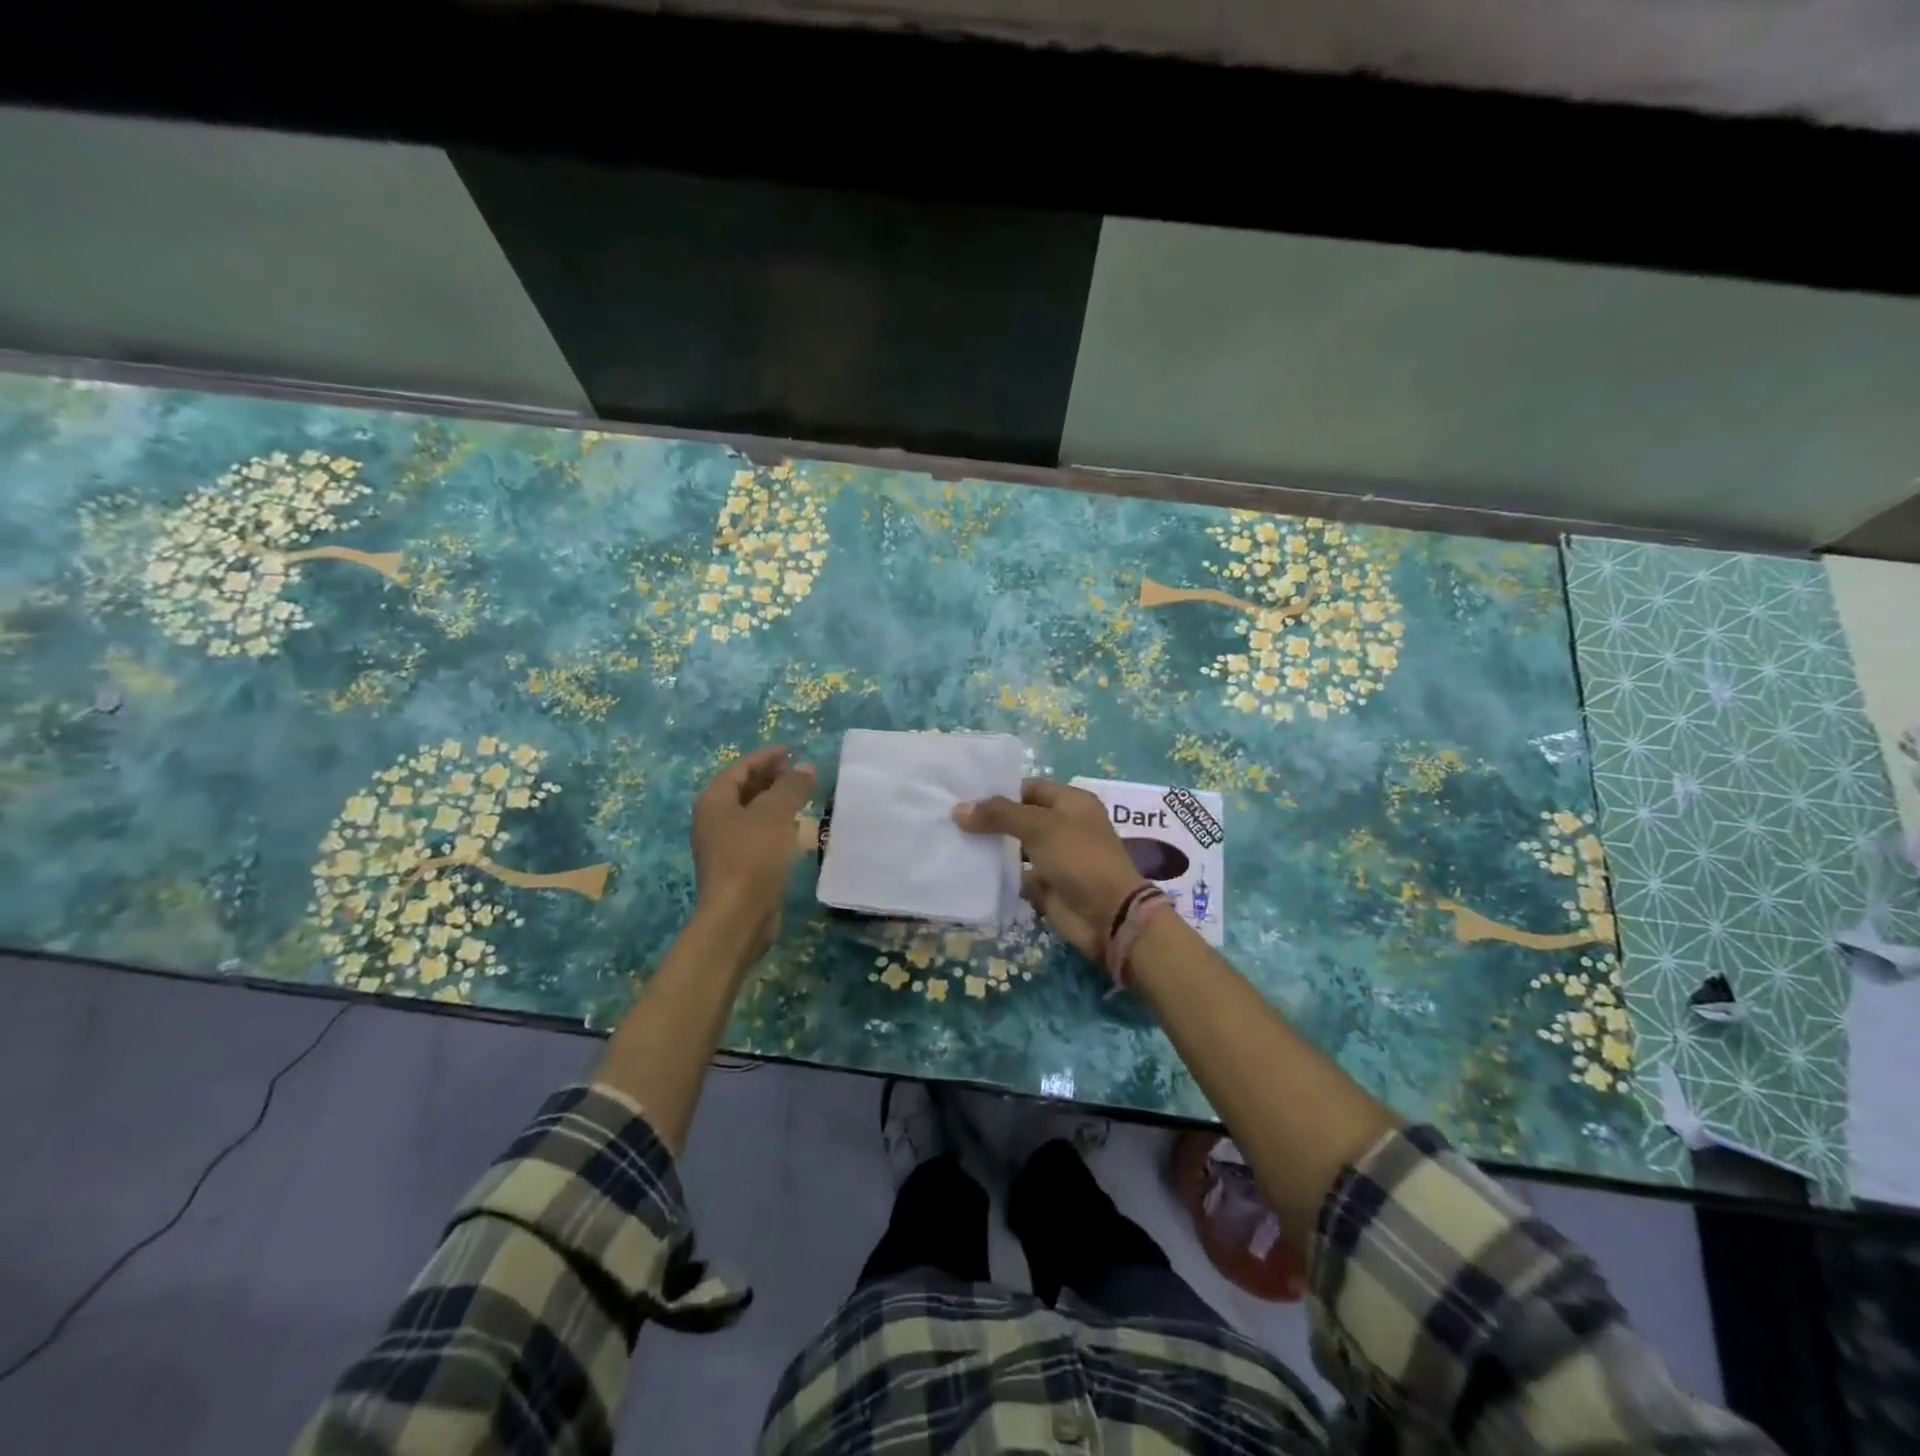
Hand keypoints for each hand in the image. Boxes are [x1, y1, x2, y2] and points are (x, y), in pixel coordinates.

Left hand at [691, 744, 816, 964]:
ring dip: (774, 803)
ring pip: (751, 814)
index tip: (791, 750)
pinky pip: (757, 835)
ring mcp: (723, 846)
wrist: (738, 916)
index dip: (765, 757)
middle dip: (770, 778)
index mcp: (714, 802)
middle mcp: (713, 821)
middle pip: (742, 790)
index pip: (739, 769)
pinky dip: (775, 825)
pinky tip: (795, 830)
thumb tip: (805, 766)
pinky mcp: (738, 867)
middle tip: (798, 772)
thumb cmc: (752, 857)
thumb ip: (791, 787)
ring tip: (802, 796)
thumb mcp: (775, 814)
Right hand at [953, 779, 1144, 960]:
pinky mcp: (1047, 886)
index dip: (999, 791)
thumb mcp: (1039, 827)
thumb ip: (999, 815)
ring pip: (1016, 847)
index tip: (964, 796)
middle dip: (990, 820)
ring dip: (992, 848)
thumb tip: (958, 810)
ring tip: (953, 842)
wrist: (1107, 915)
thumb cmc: (1078, 857)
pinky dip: (998, 874)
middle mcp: (1064, 826)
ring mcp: (1056, 857)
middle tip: (951, 820)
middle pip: (1021, 817)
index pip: (1028, 788)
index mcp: (1071, 802)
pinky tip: (969, 871)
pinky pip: (1017, 875)